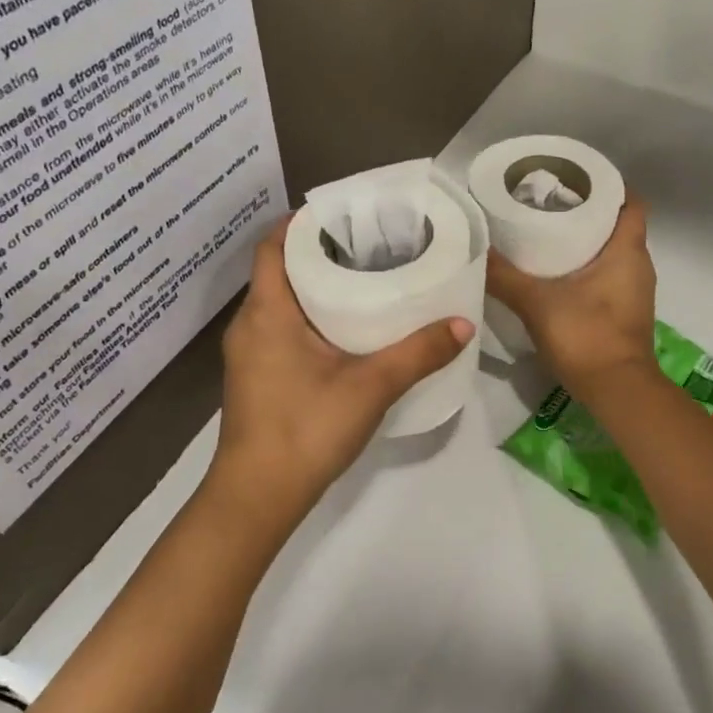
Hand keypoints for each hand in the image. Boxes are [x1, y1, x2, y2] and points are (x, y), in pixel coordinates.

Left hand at [208, 214, 472, 530]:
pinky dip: (310, 317)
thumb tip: (463, 324)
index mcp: (267, 312)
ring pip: (281, 302)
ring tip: (365, 280)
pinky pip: (281, 329)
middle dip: (319, 253)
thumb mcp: (370, 387)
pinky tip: (347, 331)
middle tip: (369, 245)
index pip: (272, 246)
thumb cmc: (305, 429)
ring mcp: (250, 354)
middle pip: (279, 270)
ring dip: (315, 287)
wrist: (257, 497)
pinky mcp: (257, 378)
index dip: (302, 223)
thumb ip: (418, 354)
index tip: (344, 214)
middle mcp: (250, 325)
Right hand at [486, 194, 656, 398]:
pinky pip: (608, 278)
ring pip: (613, 254)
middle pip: (618, 226)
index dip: (608, 187)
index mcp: (627, 251)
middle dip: (588, 213)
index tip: (575, 181)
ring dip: (586, 244)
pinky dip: (587, 271)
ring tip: (547, 236)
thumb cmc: (586, 336)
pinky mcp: (625, 314)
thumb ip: (504, 276)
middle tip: (549, 206)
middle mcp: (638, 266)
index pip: (630, 202)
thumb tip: (473, 248)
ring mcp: (634, 293)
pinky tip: (556, 277)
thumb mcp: (537, 303)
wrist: (617, 393)